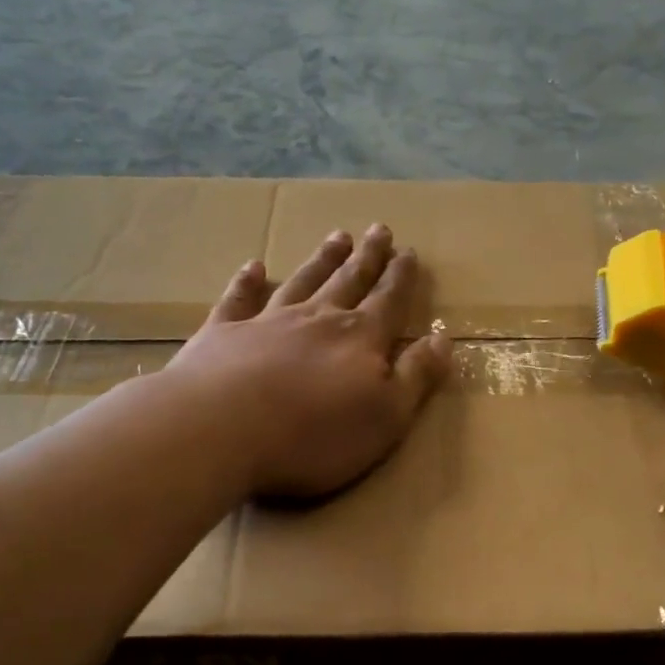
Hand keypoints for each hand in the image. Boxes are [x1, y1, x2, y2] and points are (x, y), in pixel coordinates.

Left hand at [166, 224, 450, 498]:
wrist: (222, 429)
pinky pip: (240, 299)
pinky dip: (248, 281)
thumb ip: (416, 377)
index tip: (409, 252)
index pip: (389, 302)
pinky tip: (254, 267)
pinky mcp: (223, 333)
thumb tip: (443, 339)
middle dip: (367, 258)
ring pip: (303, 281)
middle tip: (379, 229)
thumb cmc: (314, 435)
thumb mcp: (386, 416)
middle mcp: (318, 320)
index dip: (401, 279)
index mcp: (360, 340)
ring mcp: (267, 322)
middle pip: (348, 281)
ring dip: (322, 260)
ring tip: (337, 237)